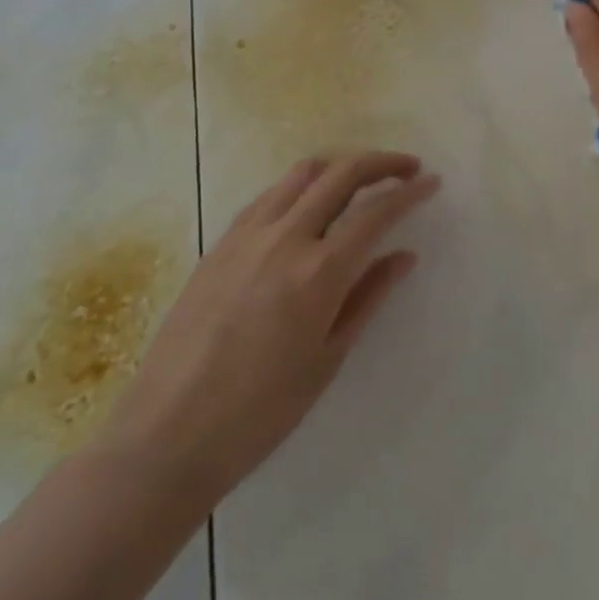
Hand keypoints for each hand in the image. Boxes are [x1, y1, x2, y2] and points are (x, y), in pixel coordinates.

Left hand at [99, 152, 436, 511]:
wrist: (167, 436)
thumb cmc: (260, 411)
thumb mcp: (328, 358)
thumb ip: (369, 297)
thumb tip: (404, 255)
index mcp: (320, 272)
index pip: (376, 212)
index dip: (410, 192)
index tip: (431, 182)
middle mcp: (286, 238)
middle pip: (342, 175)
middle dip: (381, 163)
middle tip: (407, 168)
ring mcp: (247, 236)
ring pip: (302, 175)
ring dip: (339, 167)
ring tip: (359, 180)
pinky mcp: (219, 244)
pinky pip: (268, 196)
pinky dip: (299, 187)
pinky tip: (306, 206)